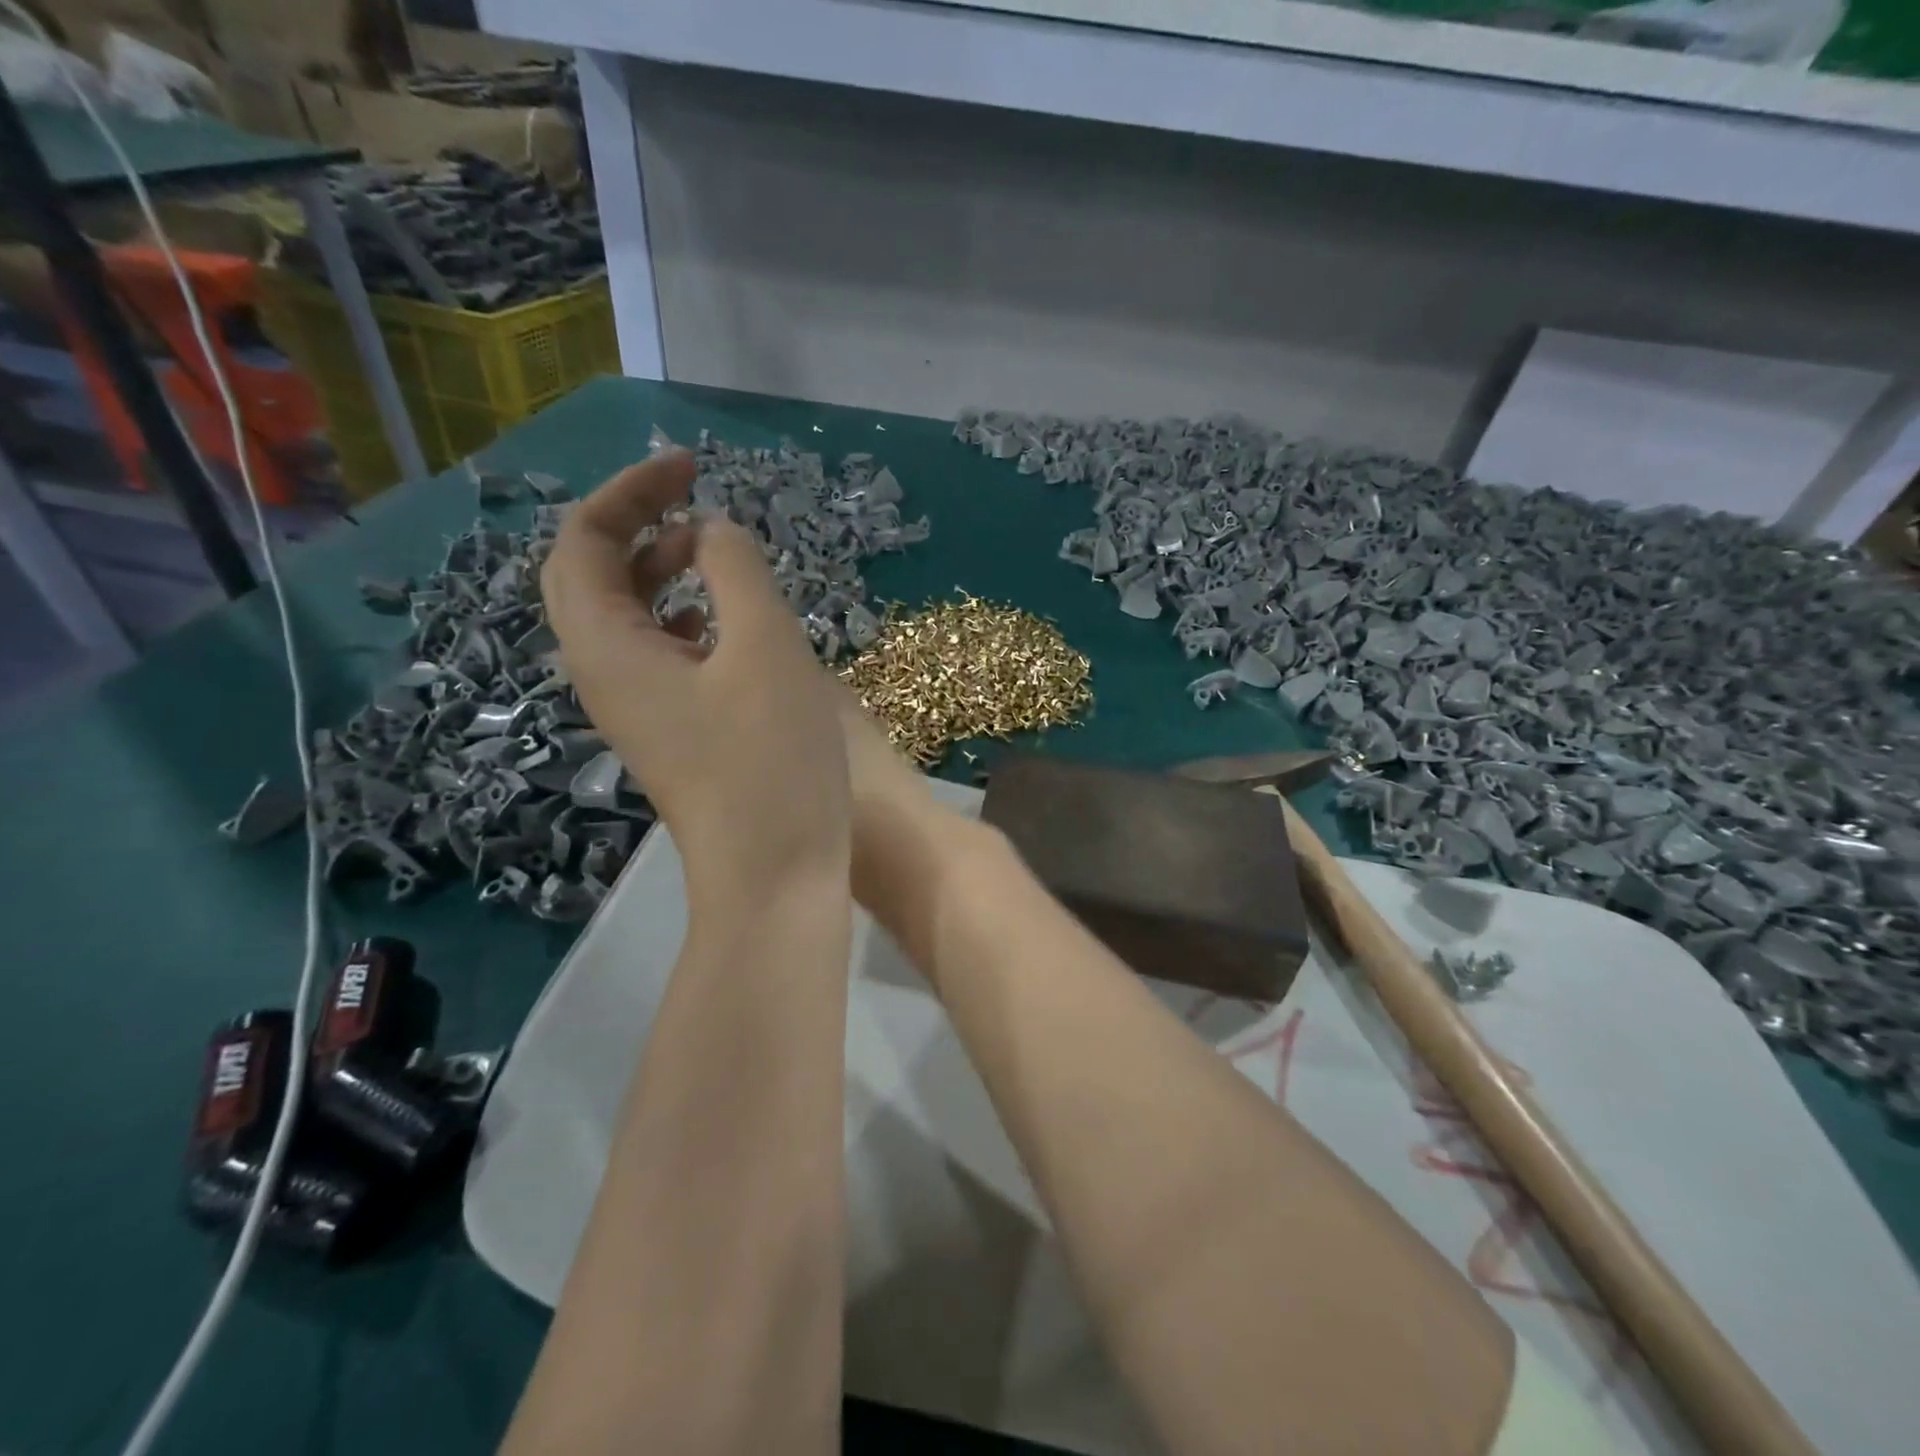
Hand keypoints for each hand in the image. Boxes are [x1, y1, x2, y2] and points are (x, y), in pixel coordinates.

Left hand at [541, 451, 850, 899]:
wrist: (775, 873)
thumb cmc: (771, 759)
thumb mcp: (764, 647)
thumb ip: (736, 569)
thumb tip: (713, 532)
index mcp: (606, 648)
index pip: (583, 542)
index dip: (629, 492)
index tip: (690, 467)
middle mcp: (604, 676)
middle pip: (593, 577)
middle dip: (639, 525)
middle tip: (698, 500)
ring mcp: (637, 710)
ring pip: (627, 618)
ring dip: (663, 572)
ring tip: (717, 553)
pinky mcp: (672, 733)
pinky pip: (659, 655)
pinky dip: (685, 619)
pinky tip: (730, 623)